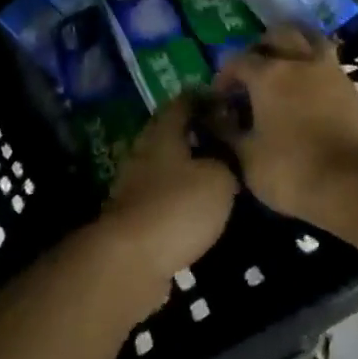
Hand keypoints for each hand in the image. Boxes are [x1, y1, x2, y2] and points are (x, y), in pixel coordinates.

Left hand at [92, 97, 237, 310]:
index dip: (204, 98)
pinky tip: (197, 204)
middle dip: (195, 132)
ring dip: (187, 165)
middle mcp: (143, 152)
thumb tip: (225, 155)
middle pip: (169, 132)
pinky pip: (160, 194)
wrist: (131, 260)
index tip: (227, 101)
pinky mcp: (133, 215)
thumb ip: (226, 161)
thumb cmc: (178, 207)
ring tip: (217, 172)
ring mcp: (133, 185)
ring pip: (164, 164)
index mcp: (162, 134)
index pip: (182, 102)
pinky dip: (178, 194)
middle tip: (226, 138)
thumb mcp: (219, 179)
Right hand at [211, 27, 357, 219]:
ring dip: (296, 47)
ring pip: (312, 40)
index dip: (224, 75)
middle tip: (254, 69)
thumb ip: (227, 132)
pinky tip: (309, 90)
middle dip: (262, 46)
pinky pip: (330, 65)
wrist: (353, 184)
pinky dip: (315, 69)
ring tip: (286, 68)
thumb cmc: (290, 169)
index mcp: (268, 75)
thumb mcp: (246, 157)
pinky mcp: (353, 90)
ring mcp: (332, 73)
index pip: (238, 60)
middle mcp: (300, 63)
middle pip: (280, 34)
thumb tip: (214, 118)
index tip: (220, 96)